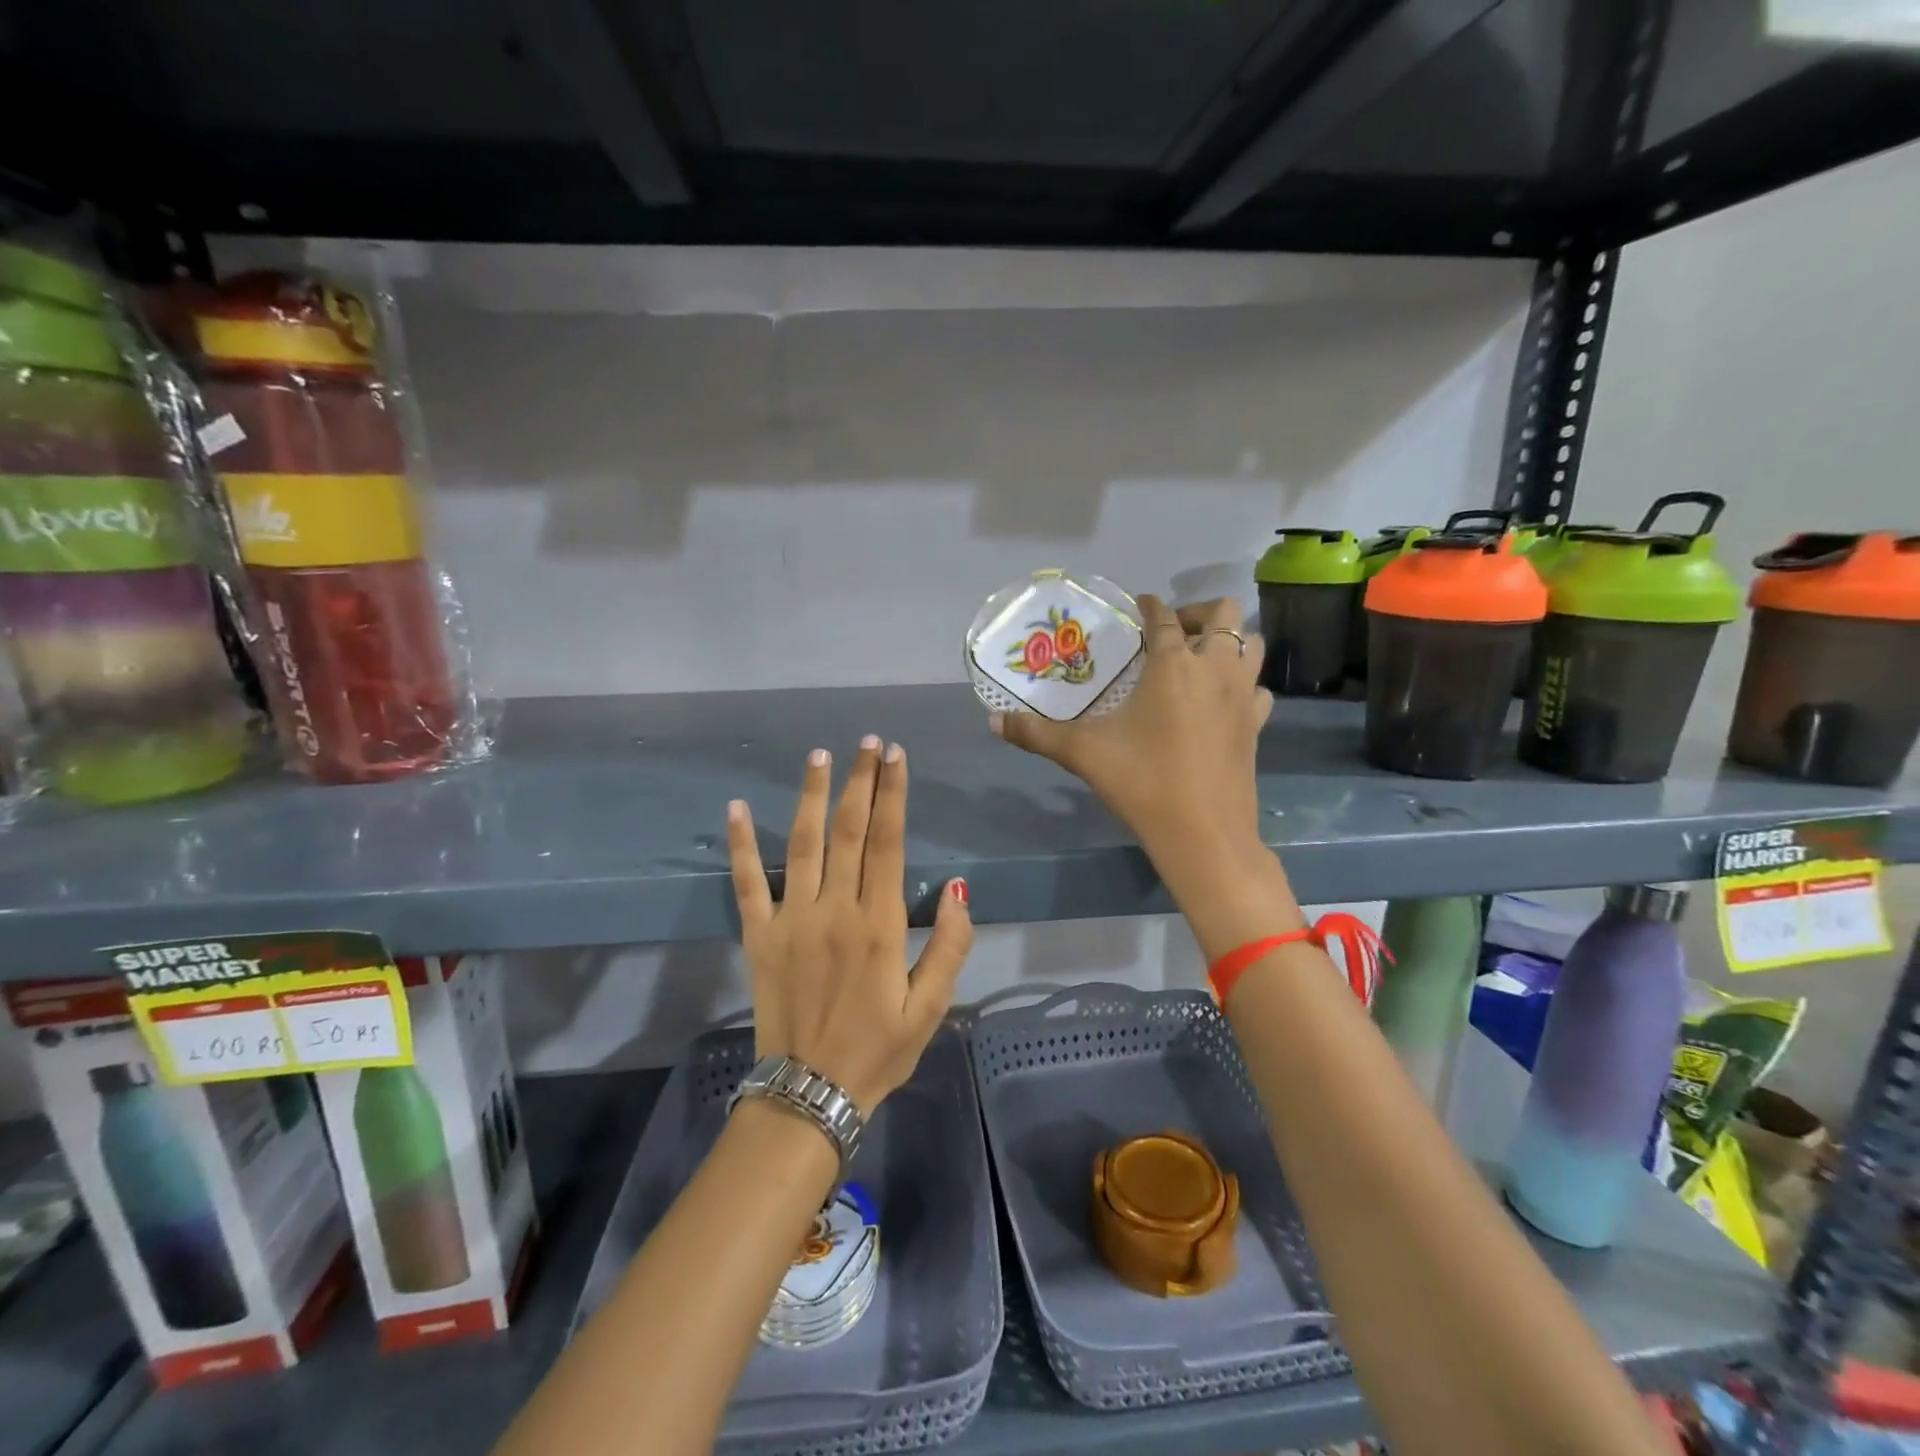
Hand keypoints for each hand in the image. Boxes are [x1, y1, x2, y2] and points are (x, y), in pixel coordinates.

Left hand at [726, 736, 973, 1115]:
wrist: (809, 1094)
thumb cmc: (877, 1050)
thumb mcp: (931, 1008)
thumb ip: (951, 947)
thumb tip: (961, 890)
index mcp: (880, 924)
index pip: (889, 842)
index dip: (893, 794)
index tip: (895, 756)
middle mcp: (835, 909)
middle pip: (849, 831)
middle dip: (860, 781)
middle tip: (866, 741)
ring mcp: (792, 919)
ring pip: (802, 843)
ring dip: (811, 795)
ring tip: (819, 755)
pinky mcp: (759, 935)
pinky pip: (748, 882)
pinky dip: (741, 844)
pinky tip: (736, 808)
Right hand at [991, 596, 1278, 887]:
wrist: (1203, 833)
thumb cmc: (1142, 782)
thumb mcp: (1082, 753)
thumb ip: (1036, 734)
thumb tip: (994, 722)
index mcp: (1173, 664)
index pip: (1164, 616)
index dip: (1150, 605)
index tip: (1139, 605)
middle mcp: (1214, 668)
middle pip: (1226, 613)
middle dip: (1200, 612)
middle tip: (1174, 632)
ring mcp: (1242, 695)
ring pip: (1253, 644)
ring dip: (1229, 642)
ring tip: (1200, 659)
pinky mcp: (1257, 723)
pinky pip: (1258, 687)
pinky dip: (1244, 683)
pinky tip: (1222, 702)